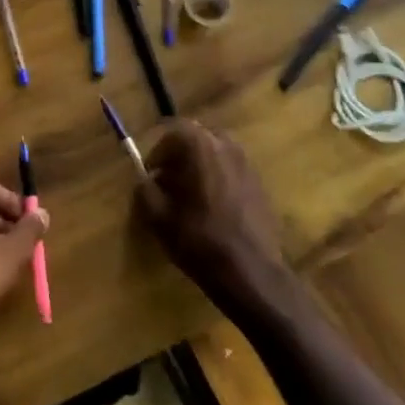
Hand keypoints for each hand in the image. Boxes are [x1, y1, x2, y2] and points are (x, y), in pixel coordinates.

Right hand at [135, 120, 289, 304]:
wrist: (251, 273)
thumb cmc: (199, 240)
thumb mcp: (158, 217)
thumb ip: (145, 190)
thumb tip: (143, 180)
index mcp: (201, 147)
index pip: (174, 131)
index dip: (158, 152)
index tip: (150, 174)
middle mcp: (228, 147)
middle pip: (198, 139)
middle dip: (180, 157)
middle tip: (168, 182)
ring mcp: (249, 166)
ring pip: (217, 155)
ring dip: (200, 168)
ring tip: (190, 197)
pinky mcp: (261, 186)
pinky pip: (232, 172)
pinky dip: (218, 181)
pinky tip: (213, 210)